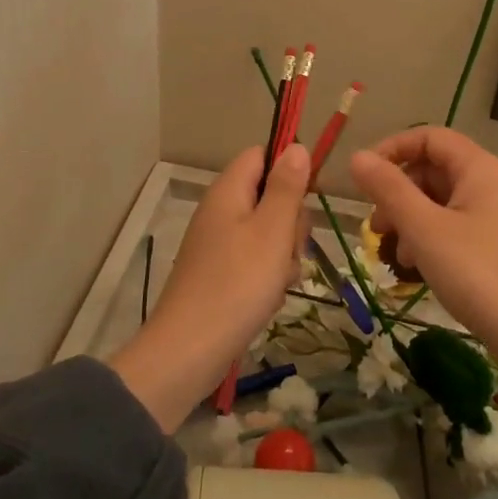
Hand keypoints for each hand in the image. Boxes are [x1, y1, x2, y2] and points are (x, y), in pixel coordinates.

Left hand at [108, 142, 309, 429]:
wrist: (188, 351)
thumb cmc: (237, 284)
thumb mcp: (272, 231)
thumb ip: (287, 187)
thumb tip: (296, 147)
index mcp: (228, 191)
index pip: (262, 155)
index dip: (289, 167)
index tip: (308, 195)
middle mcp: (220, 211)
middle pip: (269, 195)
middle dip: (291, 221)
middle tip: (289, 248)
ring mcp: (218, 244)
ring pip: (268, 232)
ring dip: (283, 254)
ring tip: (279, 280)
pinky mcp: (220, 273)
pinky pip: (256, 261)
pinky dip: (268, 276)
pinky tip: (268, 298)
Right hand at [349, 128, 497, 363]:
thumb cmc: (477, 273)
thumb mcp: (424, 229)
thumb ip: (389, 189)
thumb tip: (357, 157)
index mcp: (478, 168)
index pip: (429, 137)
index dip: (393, 149)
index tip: (364, 177)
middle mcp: (491, 183)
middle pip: (433, 169)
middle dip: (398, 191)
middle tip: (375, 225)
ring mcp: (497, 214)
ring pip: (441, 200)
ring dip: (410, 218)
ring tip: (393, 252)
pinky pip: (454, 224)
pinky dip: (429, 236)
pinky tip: (416, 265)